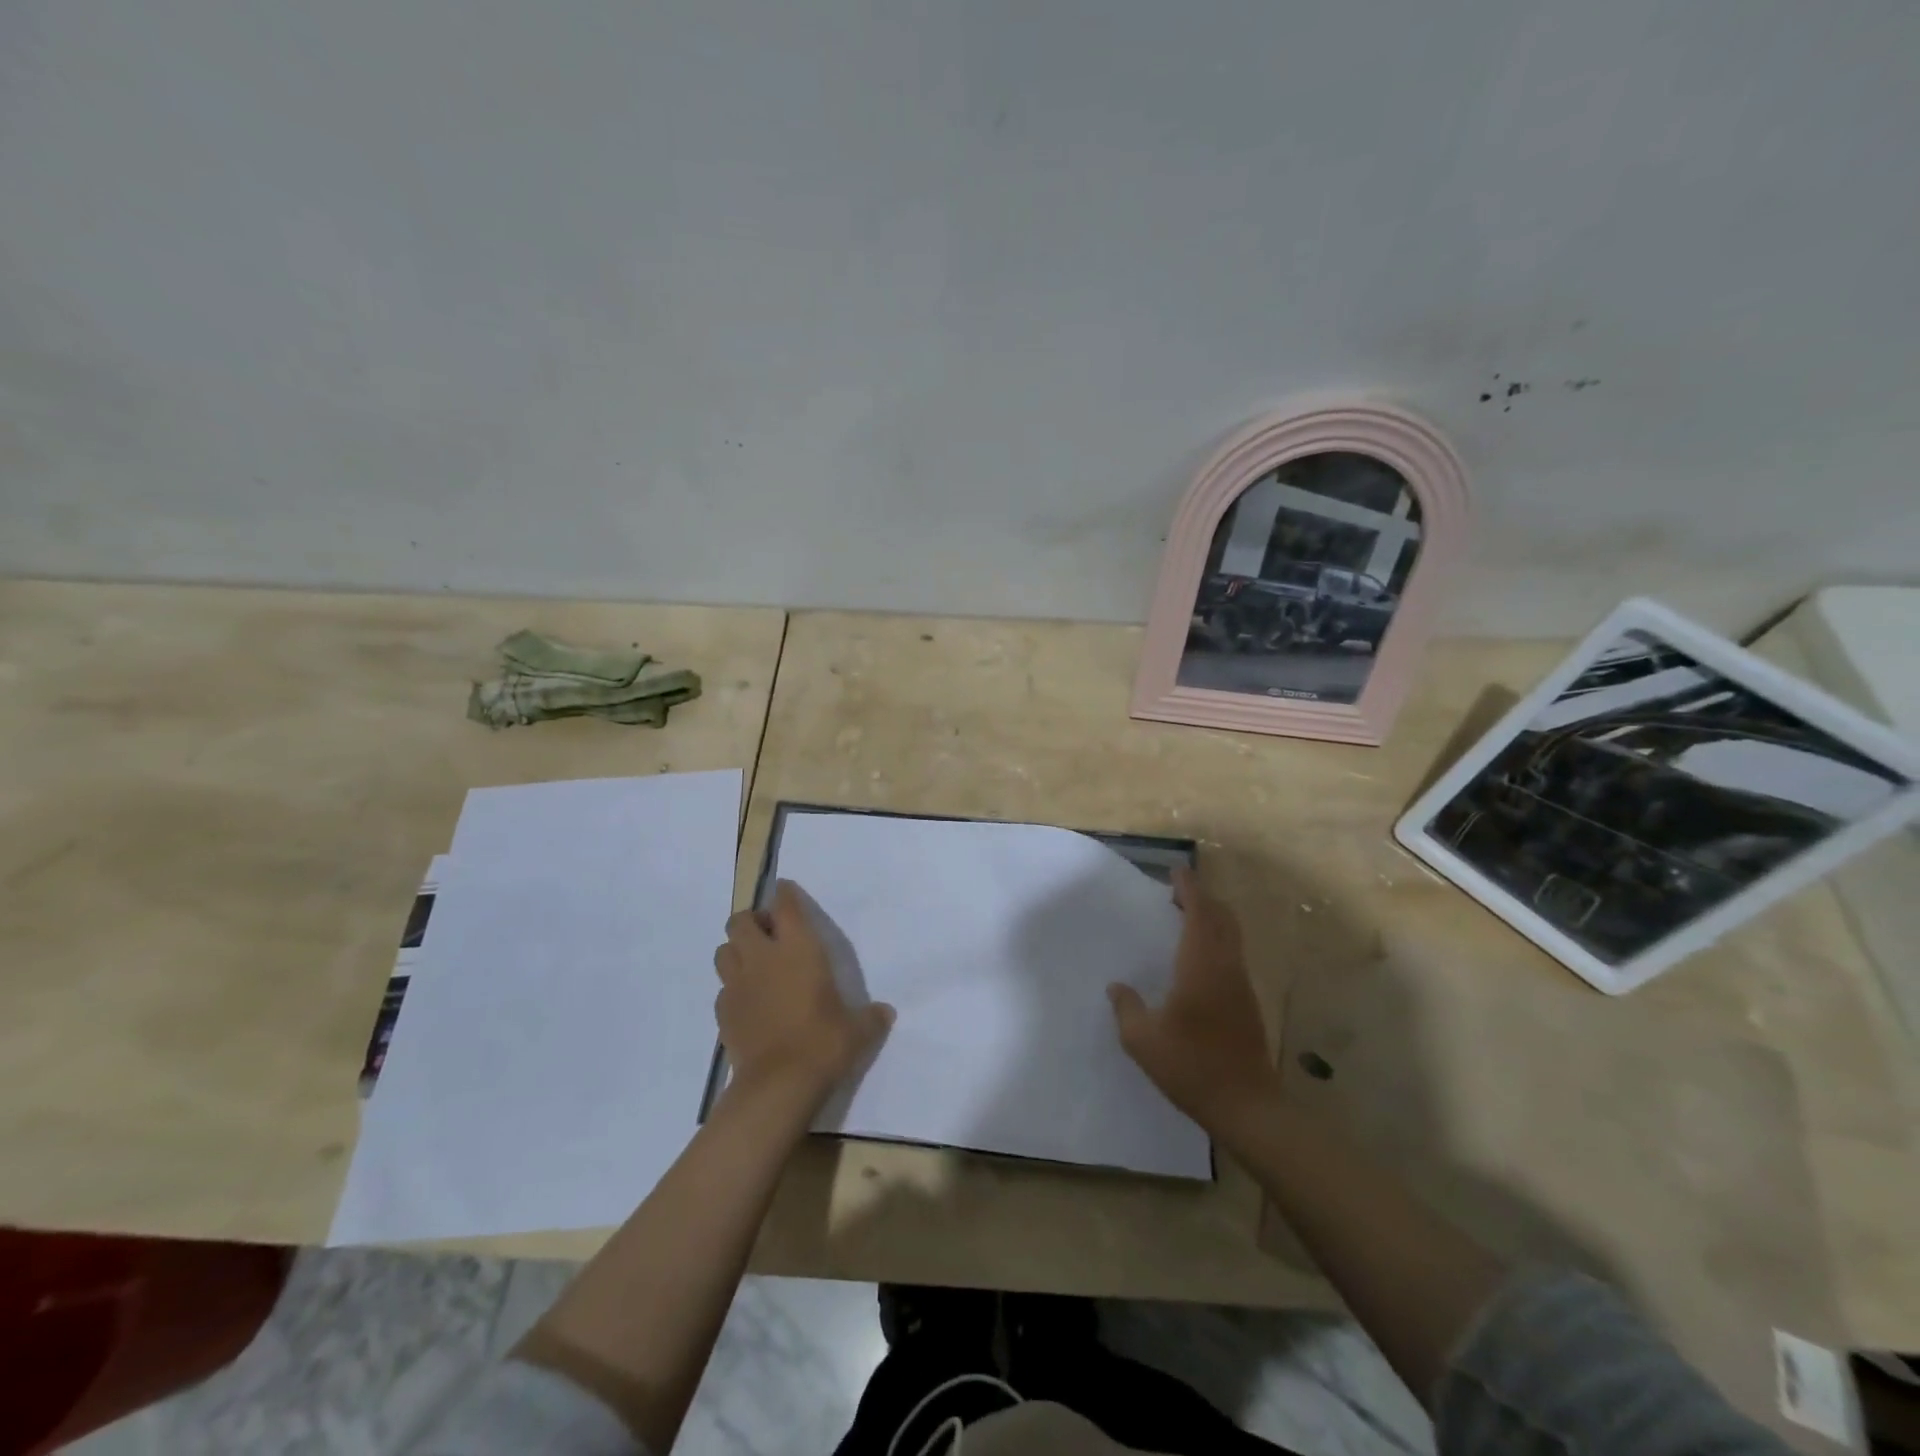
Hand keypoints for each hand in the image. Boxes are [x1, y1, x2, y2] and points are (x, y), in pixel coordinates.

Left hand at [714, 880, 893, 1108]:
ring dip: (737, 951)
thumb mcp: (857, 1030)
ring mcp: (737, 984)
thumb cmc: (823, 1043)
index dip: (784, 894)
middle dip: (752, 922)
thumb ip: (870, 1017)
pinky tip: (749, 1002)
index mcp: (798, 948)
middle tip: (770, 936)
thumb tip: (885, 1013)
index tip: (785, 890)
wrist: (778, 1085)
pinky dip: (733, 988)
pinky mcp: (723, 1012)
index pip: (785, 905)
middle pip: (740, 921)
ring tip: (754, 966)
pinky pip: (723, 988)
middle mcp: (763, 957)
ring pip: (723, 950)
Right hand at [1108, 868, 1276, 1132]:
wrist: (1247, 1106)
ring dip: (1211, 919)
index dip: (1189, 888)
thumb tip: (1117, 987)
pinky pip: (1231, 955)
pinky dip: (1216, 941)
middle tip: (1178, 892)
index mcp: (1200, 966)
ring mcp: (1241, 985)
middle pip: (1222, 918)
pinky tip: (1196, 959)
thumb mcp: (1143, 1040)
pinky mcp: (1247, 1004)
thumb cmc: (1192, 1067)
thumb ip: (1127, 1008)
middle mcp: (1225, 967)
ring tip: (1185, 919)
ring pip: (1231, 936)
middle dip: (1203, 898)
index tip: (1176, 871)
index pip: (1199, 913)